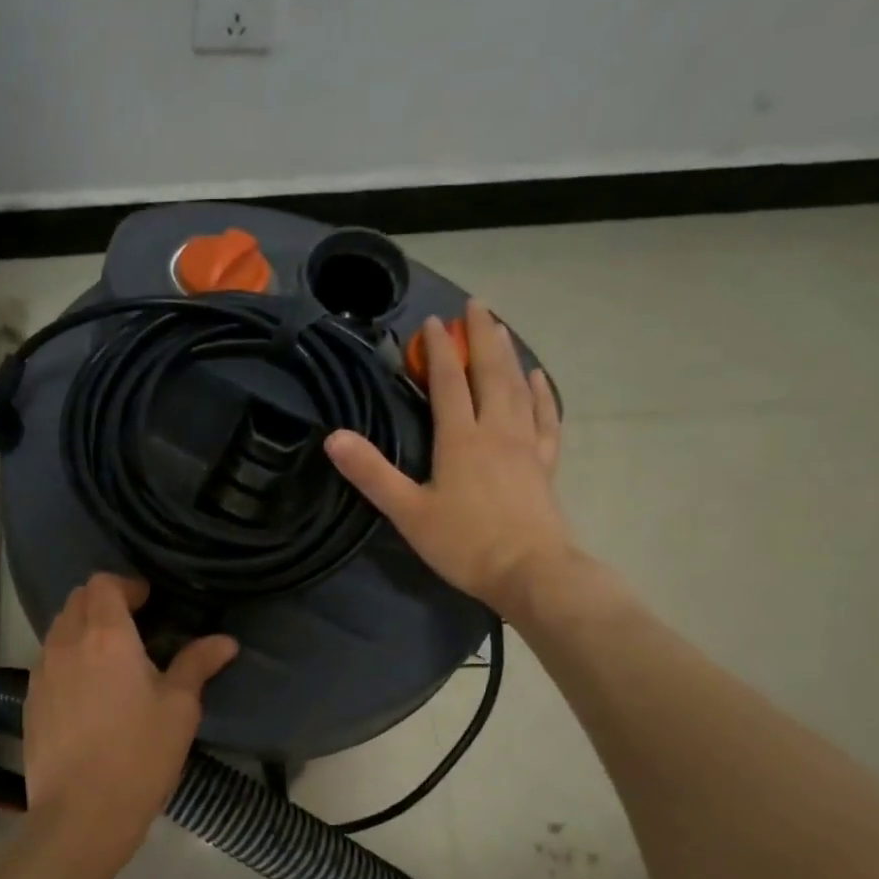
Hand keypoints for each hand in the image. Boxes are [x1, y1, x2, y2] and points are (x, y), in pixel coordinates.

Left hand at [22, 574, 237, 874]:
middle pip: (76, 599)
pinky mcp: (30, 701)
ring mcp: (41, 673)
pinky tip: (87, 690)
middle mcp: (66, 644)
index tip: (148, 603)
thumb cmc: (139, 756)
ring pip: (58, 629)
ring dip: (83, 627)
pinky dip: (67, 657)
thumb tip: (225, 641)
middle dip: (103, 601)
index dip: (126, 585)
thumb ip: (198, 664)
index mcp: (105, 636)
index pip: (103, 583)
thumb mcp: (180, 709)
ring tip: (110, 656)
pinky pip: (47, 660)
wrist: (80, 817)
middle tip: (133, 624)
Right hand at [325, 299, 573, 616]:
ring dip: (508, 355)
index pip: (449, 383)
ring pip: (518, 388)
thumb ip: (372, 473)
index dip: (441, 350)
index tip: (435, 321)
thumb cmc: (464, 543)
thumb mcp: (407, 511)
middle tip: (477, 305)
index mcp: (461, 439)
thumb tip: (334, 438)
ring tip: (502, 329)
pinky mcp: (544, 464)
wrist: (530, 573)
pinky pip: (544, 418)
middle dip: (482, 337)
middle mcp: (496, 431)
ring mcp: (525, 445)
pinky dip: (541, 393)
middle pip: (490, 373)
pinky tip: (538, 378)